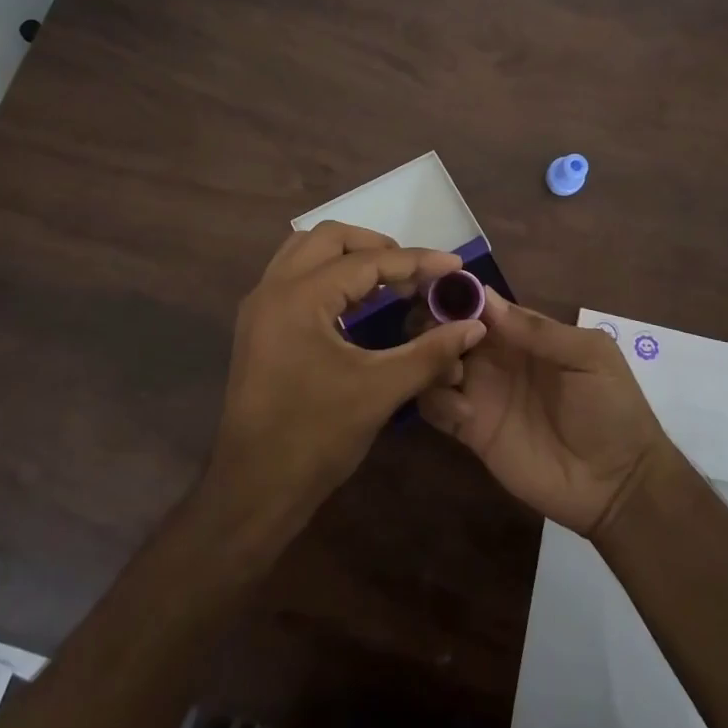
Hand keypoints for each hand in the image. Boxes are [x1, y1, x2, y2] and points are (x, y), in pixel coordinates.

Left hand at [204, 222, 487, 537]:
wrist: (254, 489)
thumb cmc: (316, 437)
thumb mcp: (380, 391)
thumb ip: (430, 352)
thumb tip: (474, 325)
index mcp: (300, 297)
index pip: (366, 261)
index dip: (415, 261)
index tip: (453, 264)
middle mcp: (273, 288)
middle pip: (329, 238)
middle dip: (376, 246)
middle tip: (414, 271)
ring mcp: (259, 306)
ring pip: (305, 251)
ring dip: (348, 256)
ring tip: (388, 282)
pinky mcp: (257, 326)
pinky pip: (294, 277)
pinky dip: (328, 276)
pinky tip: (357, 304)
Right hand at [418, 290, 672, 535]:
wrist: (618, 484)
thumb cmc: (612, 409)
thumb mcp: (588, 357)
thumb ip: (538, 330)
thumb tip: (485, 298)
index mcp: (522, 333)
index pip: (479, 304)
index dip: (456, 294)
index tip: (435, 291)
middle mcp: (494, 357)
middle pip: (448, 329)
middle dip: (434, 324)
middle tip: (432, 332)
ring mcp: (480, 393)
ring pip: (435, 364)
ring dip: (432, 360)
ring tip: (454, 373)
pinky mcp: (471, 431)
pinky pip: (436, 408)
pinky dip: (436, 401)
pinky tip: (463, 412)